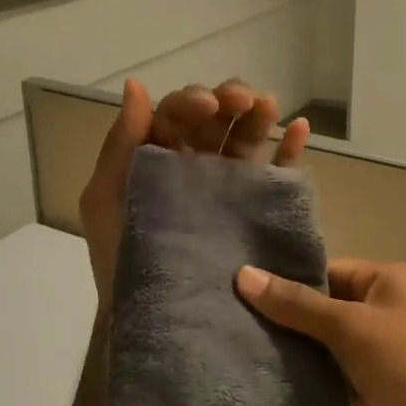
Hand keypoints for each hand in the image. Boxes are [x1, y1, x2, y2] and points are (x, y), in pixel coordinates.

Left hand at [79, 78, 308, 309]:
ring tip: (269, 106)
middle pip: (217, 120)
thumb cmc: (122, 259)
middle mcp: (196, 166)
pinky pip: (278, 173)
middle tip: (242, 100)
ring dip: (258, 115)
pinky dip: (290, 148)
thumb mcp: (106, 199)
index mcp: (159, 157)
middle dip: (229, 99)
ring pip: (247, 139)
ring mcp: (230, 187)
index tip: (207, 105)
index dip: (192, 101)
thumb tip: (136, 85)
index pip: (178, 115)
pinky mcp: (258, 209)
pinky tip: (299, 128)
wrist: (157, 320)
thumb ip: (121, 143)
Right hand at [235, 261, 405, 405]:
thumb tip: (243, 274)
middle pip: (321, 309)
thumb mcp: (354, 328)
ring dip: (289, 353)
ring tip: (229, 349)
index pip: (325, 271)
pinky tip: (260, 382)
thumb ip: (297, 305)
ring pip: (323, 347)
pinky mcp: (373, 395)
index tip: (232, 286)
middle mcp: (383, 312)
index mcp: (387, 281)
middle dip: (280, 318)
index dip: (283, 279)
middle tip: (221, 319)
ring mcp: (378, 356)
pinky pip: (330, 381)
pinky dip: (304, 383)